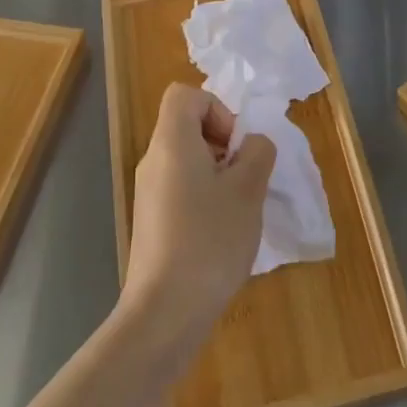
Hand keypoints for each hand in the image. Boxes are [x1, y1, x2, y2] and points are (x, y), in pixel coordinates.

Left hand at [122, 84, 275, 347]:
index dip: (217, 109)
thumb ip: (258, 153)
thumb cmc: (209, 240)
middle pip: (187, 126)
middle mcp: (153, 161)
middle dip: (224, 143)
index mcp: (171, 143)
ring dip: (218, 173)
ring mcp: (148, 193)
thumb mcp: (248, 190)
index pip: (185, 95)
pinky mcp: (151, 221)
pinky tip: (222, 232)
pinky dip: (205, 197)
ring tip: (239, 207)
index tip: (236, 146)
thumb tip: (252, 145)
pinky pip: (181, 188)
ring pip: (187, 160)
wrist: (165, 311)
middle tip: (245, 177)